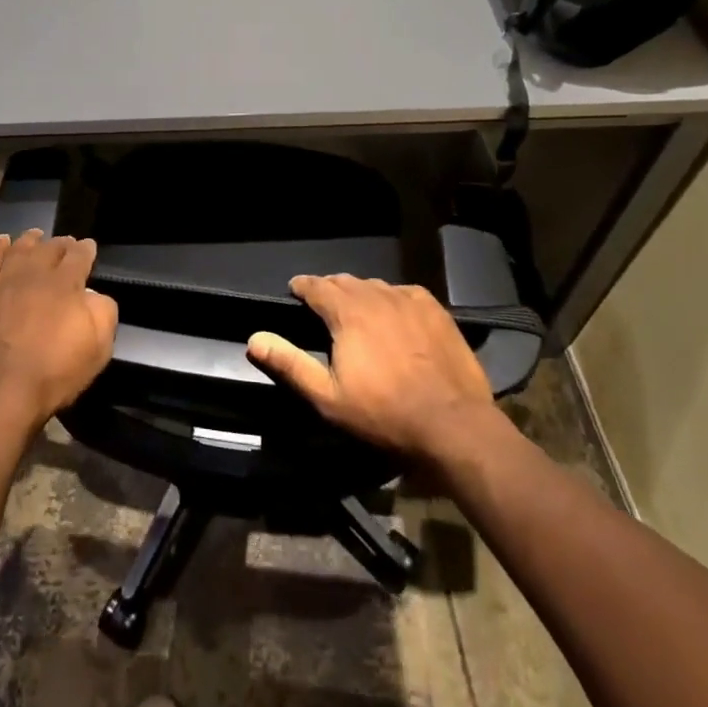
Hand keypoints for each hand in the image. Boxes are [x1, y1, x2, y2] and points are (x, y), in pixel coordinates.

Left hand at [0, 231, 117, 442]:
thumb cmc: (53, 375)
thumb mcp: (98, 349)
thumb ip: (103, 313)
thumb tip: (94, 294)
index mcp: (66, 285)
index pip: (79, 257)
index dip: (86, 249)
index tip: (89, 245)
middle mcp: (35, 275)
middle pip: (50, 249)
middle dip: (61, 243)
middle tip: (66, 241)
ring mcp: (4, 283)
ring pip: (20, 250)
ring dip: (31, 240)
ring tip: (36, 234)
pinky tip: (2, 241)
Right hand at [246, 275, 501, 460]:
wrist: (453, 425)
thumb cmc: (384, 414)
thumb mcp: (327, 397)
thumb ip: (289, 364)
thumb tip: (254, 338)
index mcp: (347, 313)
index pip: (316, 286)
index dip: (302, 286)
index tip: (295, 290)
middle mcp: (376, 296)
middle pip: (345, 281)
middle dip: (330, 289)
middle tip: (323, 305)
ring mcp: (409, 300)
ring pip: (375, 285)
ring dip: (360, 293)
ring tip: (356, 309)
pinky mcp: (435, 310)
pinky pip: (404, 293)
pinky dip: (391, 298)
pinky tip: (393, 314)